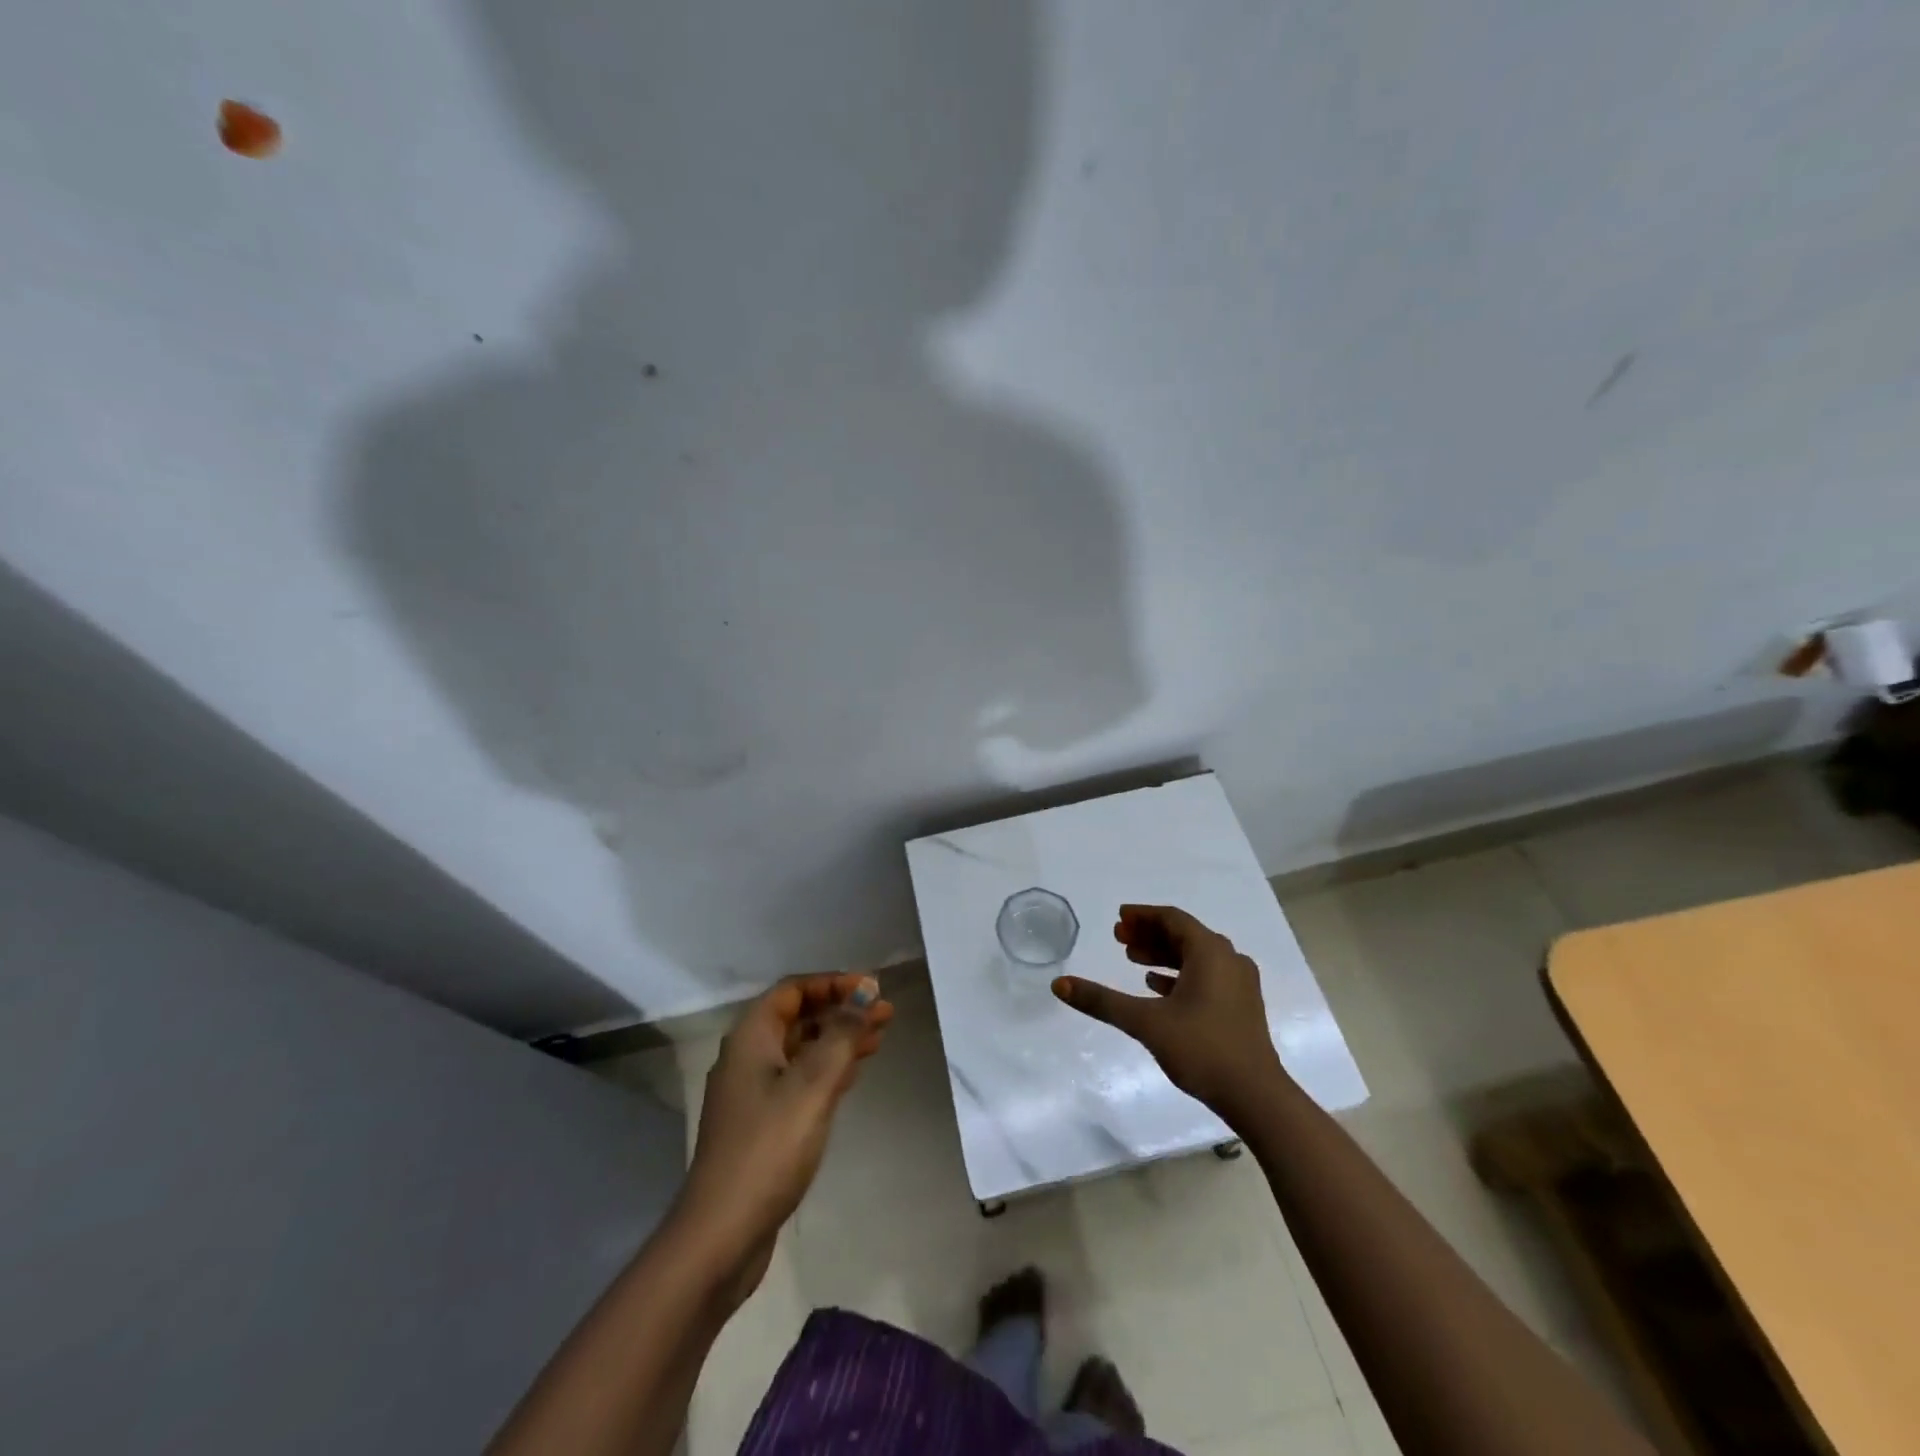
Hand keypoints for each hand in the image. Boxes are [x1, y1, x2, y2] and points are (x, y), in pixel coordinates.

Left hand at [676, 974, 892, 1295]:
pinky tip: (853, 1073)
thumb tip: (866, 992)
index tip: (872, 989)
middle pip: (799, 1016)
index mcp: (751, 1037)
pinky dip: (828, 1068)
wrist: (721, 1234)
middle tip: (886, 1013)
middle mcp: (748, 1056)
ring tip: (879, 1037)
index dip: (834, 983)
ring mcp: (753, 1092)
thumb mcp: (813, 1085)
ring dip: (839, 1038)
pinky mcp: (762, 1123)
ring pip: (802, 1048)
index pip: (794, 989)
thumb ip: (842, 1034)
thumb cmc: (768, 1148)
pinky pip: (800, 1078)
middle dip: (842, 1010)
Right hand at [1052, 905, 1285, 1119]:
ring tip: (1131, 960)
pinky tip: (1157, 986)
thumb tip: (1059, 985)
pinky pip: (1206, 976)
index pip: (1172, 919)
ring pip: (1196, 957)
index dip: (1143, 916)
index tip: (1118, 918)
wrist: (1256, 1097)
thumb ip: (1102, 1001)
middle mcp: (1229, 959)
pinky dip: (1179, 974)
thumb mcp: (1146, 1022)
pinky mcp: (1241, 1006)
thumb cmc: (1202, 1049)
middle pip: (1184, 935)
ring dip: (1163, 954)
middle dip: (1150, 934)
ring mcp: (1239, 984)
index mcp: (1210, 952)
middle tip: (1119, 939)